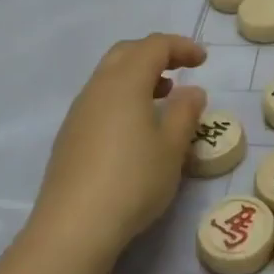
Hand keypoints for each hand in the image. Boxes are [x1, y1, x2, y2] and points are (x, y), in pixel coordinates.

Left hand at [30, 34, 207, 264]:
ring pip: (110, 75)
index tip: (203, 60)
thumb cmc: (132, 181)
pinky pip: (100, 99)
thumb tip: (192, 90)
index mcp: (125, 82)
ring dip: (137, 75)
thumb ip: (185, 113)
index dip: (181, 47)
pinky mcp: (69, 136)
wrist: (73, 227)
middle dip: (156, 53)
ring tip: (163, 96)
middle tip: (181, 68)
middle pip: (127, 52)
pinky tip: (135, 126)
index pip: (154, 46)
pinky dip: (122, 96)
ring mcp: (79, 112)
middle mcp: (98, 88)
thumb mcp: (172, 148)